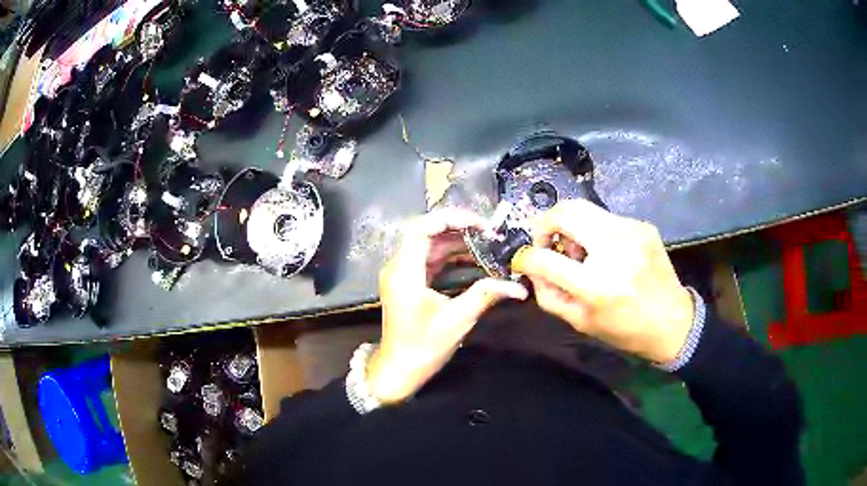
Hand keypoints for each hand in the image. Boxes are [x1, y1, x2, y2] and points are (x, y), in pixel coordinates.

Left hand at [368, 209, 528, 403]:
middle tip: (490, 234)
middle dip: (459, 229)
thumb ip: (486, 295)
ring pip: (429, 245)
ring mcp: (402, 274)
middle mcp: (399, 266)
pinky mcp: (408, 283)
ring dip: (457, 242)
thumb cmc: (423, 347)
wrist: (398, 370)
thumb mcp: (457, 320)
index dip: (452, 219)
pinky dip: (450, 257)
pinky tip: (474, 260)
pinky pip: (429, 260)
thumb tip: (518, 287)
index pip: (423, 227)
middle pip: (427, 232)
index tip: (482, 225)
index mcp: (404, 270)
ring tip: (487, 244)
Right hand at [511, 200, 693, 363]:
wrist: (672, 322)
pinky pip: (605, 217)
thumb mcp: (580, 322)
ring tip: (578, 250)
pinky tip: (603, 251)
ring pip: (583, 208)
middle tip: (547, 242)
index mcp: (596, 285)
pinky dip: (594, 230)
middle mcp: (614, 250)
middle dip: (544, 224)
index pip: (543, 258)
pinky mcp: (643, 225)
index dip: (525, 257)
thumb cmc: (625, 330)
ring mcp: (632, 232)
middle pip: (564, 211)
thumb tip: (532, 268)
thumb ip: (549, 295)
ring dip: (570, 226)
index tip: (524, 260)